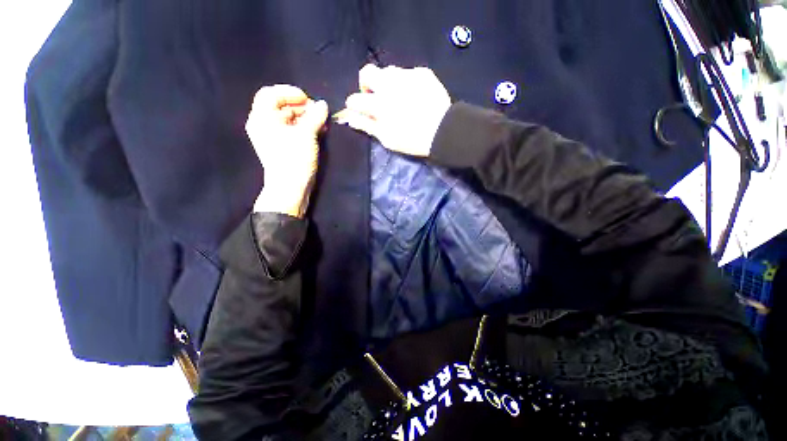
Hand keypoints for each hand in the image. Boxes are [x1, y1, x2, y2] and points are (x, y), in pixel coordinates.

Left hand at [246, 85, 328, 217]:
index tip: (308, 99)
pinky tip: (317, 130)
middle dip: (300, 106)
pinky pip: (291, 130)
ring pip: (287, 119)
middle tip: (318, 111)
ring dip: (304, 117)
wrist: (290, 187)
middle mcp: (264, 125)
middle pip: (280, 106)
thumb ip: (315, 116)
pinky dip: (303, 128)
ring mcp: (272, 137)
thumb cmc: (294, 158)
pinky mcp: (281, 147)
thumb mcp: (306, 134)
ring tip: (321, 122)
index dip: (289, 92)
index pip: (271, 94)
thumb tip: (323, 105)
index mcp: (262, 118)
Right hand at [336, 64, 450, 156]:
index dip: (354, 104)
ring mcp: (406, 76)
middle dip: (366, 84)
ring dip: (387, 82)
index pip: (355, 98)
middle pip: (367, 72)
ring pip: (388, 71)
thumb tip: (350, 117)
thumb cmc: (412, 140)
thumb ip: (367, 125)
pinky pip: (408, 73)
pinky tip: (415, 95)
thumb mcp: (387, 138)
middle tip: (375, 96)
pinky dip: (407, 83)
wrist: (442, 131)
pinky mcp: (422, 73)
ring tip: (397, 96)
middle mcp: (389, 85)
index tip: (359, 109)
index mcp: (378, 104)